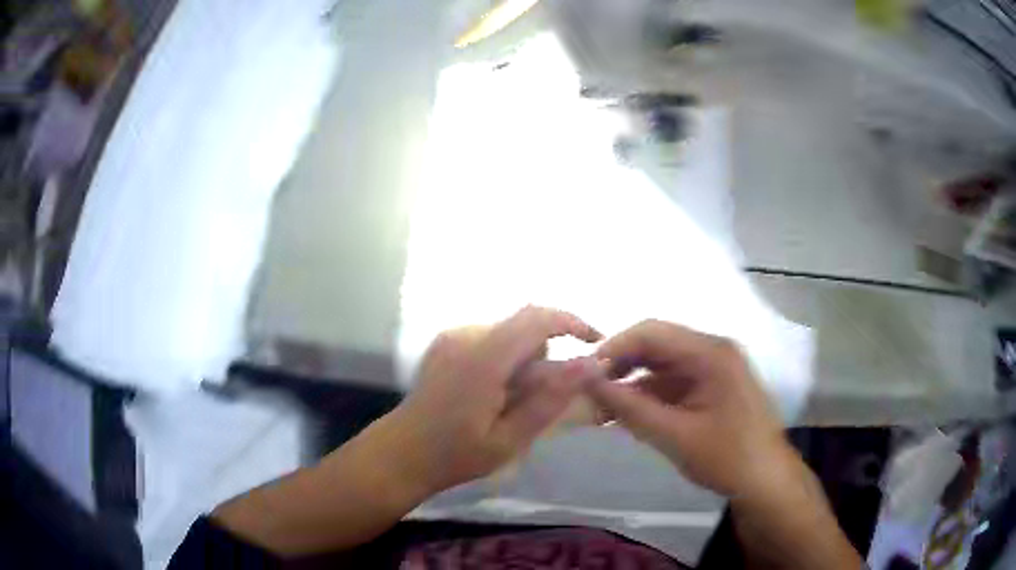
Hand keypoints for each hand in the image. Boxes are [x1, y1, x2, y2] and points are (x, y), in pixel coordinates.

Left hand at [391, 306, 602, 492]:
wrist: (401, 453)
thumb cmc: (456, 455)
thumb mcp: (510, 438)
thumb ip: (550, 399)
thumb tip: (592, 364)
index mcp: (482, 358)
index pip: (536, 318)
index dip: (572, 322)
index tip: (595, 342)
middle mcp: (466, 336)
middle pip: (525, 325)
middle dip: (544, 356)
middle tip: (539, 399)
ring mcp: (452, 336)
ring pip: (509, 333)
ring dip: (524, 360)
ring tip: (510, 402)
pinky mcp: (445, 342)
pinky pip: (491, 339)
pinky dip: (505, 359)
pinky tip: (491, 393)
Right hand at [588, 319, 794, 499]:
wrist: (765, 480)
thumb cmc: (726, 457)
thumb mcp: (675, 435)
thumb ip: (631, 408)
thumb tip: (588, 382)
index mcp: (710, 353)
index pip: (652, 332)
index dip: (614, 347)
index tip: (584, 374)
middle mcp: (713, 350)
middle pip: (657, 346)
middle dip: (622, 366)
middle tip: (590, 393)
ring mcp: (714, 368)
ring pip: (663, 365)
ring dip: (634, 383)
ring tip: (603, 408)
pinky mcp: (713, 386)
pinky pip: (674, 382)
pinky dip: (651, 396)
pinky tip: (631, 416)